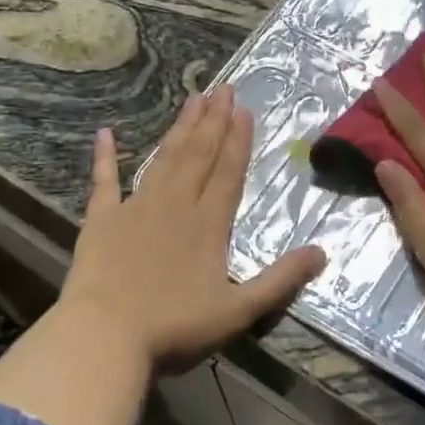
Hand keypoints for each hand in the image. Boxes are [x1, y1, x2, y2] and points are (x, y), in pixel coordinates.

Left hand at [60, 86, 326, 371]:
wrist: (105, 337)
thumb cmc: (174, 328)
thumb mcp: (239, 310)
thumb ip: (281, 280)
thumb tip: (322, 252)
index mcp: (208, 225)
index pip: (228, 173)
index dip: (238, 141)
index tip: (244, 109)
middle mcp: (175, 206)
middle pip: (198, 155)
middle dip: (213, 121)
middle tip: (223, 87)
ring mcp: (135, 208)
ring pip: (163, 159)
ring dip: (180, 129)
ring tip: (193, 98)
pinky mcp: (101, 221)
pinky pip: (103, 181)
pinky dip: (104, 157)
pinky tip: (105, 133)